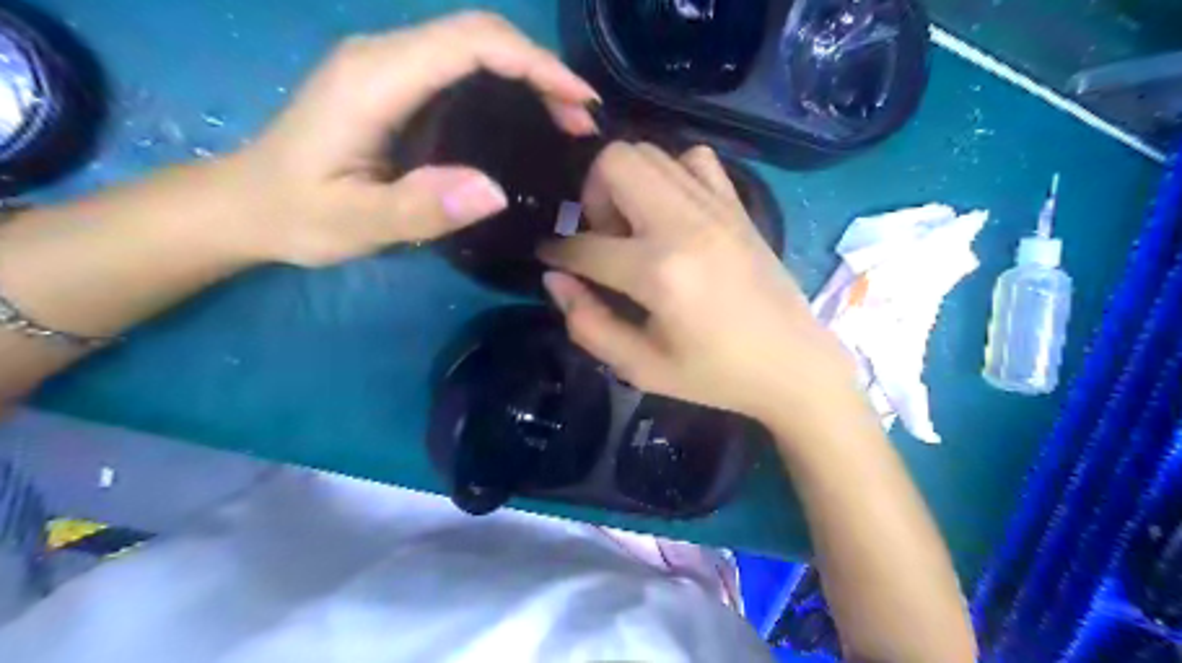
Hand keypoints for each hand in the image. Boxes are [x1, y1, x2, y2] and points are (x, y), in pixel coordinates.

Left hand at [218, 10, 600, 266]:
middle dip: (541, 69)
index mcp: (376, 79)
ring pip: (473, 47)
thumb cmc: (297, 214)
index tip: (579, 103)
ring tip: (566, 120)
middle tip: (582, 120)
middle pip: (478, 35)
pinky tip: (524, 117)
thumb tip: (494, 191)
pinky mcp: (393, 84)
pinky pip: (460, 67)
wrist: (247, 204)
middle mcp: (383, 55)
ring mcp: (387, 65)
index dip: (534, 64)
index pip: (470, 44)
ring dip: (527, 74)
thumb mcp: (355, 223)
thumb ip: (419, 206)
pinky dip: (504, 85)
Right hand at [540, 143, 861, 427]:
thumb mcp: (640, 367)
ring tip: (635, 227)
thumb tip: (554, 279)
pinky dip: (671, 174)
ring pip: (650, 152)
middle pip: (614, 162)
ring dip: (627, 183)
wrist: (793, 364)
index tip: (549, 256)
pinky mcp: (737, 205)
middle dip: (591, 195)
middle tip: (603, 237)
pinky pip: (694, 159)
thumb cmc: (715, 375)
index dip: (557, 252)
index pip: (585, 246)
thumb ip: (588, 323)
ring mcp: (716, 207)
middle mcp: (684, 224)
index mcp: (659, 272)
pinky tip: (672, 212)